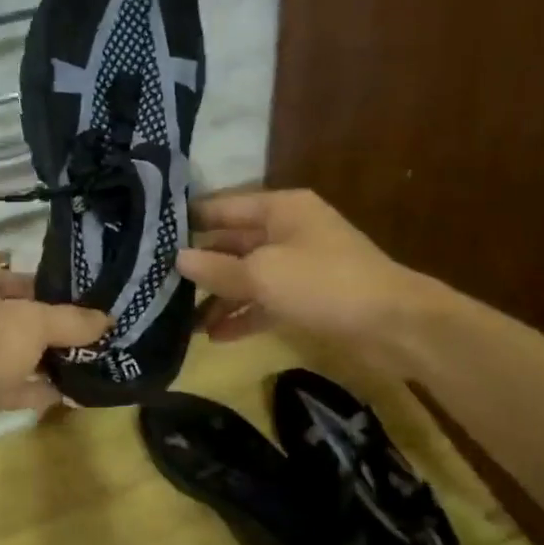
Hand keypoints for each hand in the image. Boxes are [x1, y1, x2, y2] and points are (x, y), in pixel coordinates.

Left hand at [0, 261, 108, 475]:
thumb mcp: (33, 324)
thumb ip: (71, 320)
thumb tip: (107, 319)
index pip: (8, 276)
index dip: (47, 288)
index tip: (83, 302)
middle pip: (7, 315)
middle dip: (47, 327)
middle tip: (89, 333)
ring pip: (4, 352)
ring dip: (41, 360)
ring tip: (86, 362)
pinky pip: (0, 384)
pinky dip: (29, 388)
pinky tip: (66, 394)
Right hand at [176, 189, 433, 367]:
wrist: (393, 324)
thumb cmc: (324, 283)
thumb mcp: (263, 274)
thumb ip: (217, 269)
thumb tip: (177, 259)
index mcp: (280, 209)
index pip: (222, 208)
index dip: (188, 222)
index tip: (151, 238)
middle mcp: (287, 230)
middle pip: (232, 243)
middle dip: (200, 265)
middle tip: (157, 283)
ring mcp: (299, 265)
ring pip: (247, 276)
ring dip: (218, 297)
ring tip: (181, 321)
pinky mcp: (307, 297)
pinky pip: (266, 301)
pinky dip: (243, 316)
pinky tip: (216, 336)